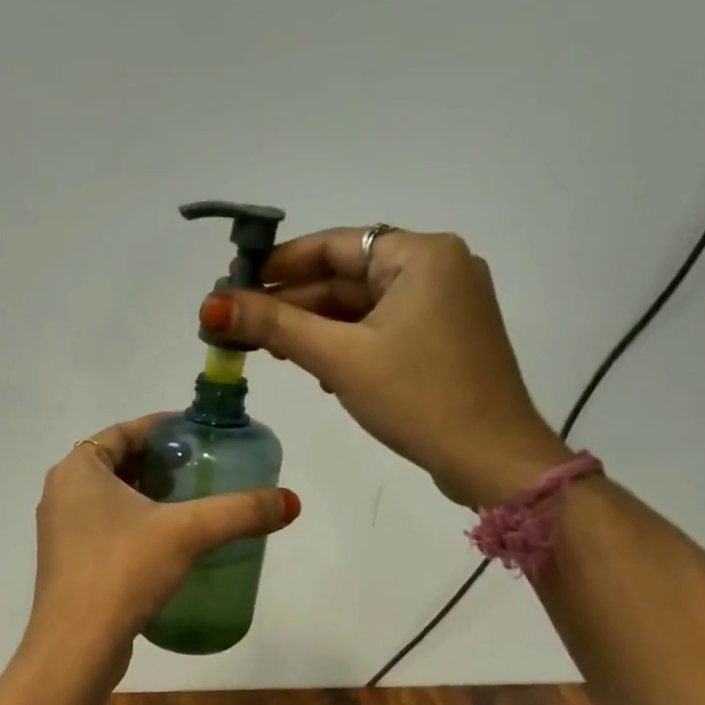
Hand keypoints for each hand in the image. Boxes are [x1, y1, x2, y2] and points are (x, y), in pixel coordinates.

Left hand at [24, 414, 299, 675]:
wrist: (76, 646)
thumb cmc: (123, 571)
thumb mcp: (187, 533)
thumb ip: (239, 512)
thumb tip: (290, 502)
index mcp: (77, 470)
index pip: (125, 432)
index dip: (164, 429)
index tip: (200, 434)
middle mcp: (61, 493)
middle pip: (119, 463)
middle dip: (160, 464)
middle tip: (203, 469)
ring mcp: (61, 531)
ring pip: (111, 499)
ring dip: (148, 496)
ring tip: (193, 503)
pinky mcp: (68, 564)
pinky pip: (106, 528)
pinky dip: (135, 524)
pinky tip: (168, 542)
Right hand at [198, 228, 571, 508]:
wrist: (492, 459)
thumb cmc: (418, 398)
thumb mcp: (340, 358)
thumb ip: (276, 326)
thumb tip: (211, 305)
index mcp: (421, 255)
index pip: (334, 245)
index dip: (279, 264)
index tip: (234, 284)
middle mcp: (438, 268)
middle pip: (347, 276)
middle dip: (293, 302)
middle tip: (239, 325)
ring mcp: (445, 305)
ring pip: (362, 306)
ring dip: (315, 326)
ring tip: (266, 348)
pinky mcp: (443, 339)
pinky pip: (382, 328)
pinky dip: (346, 342)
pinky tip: (315, 366)